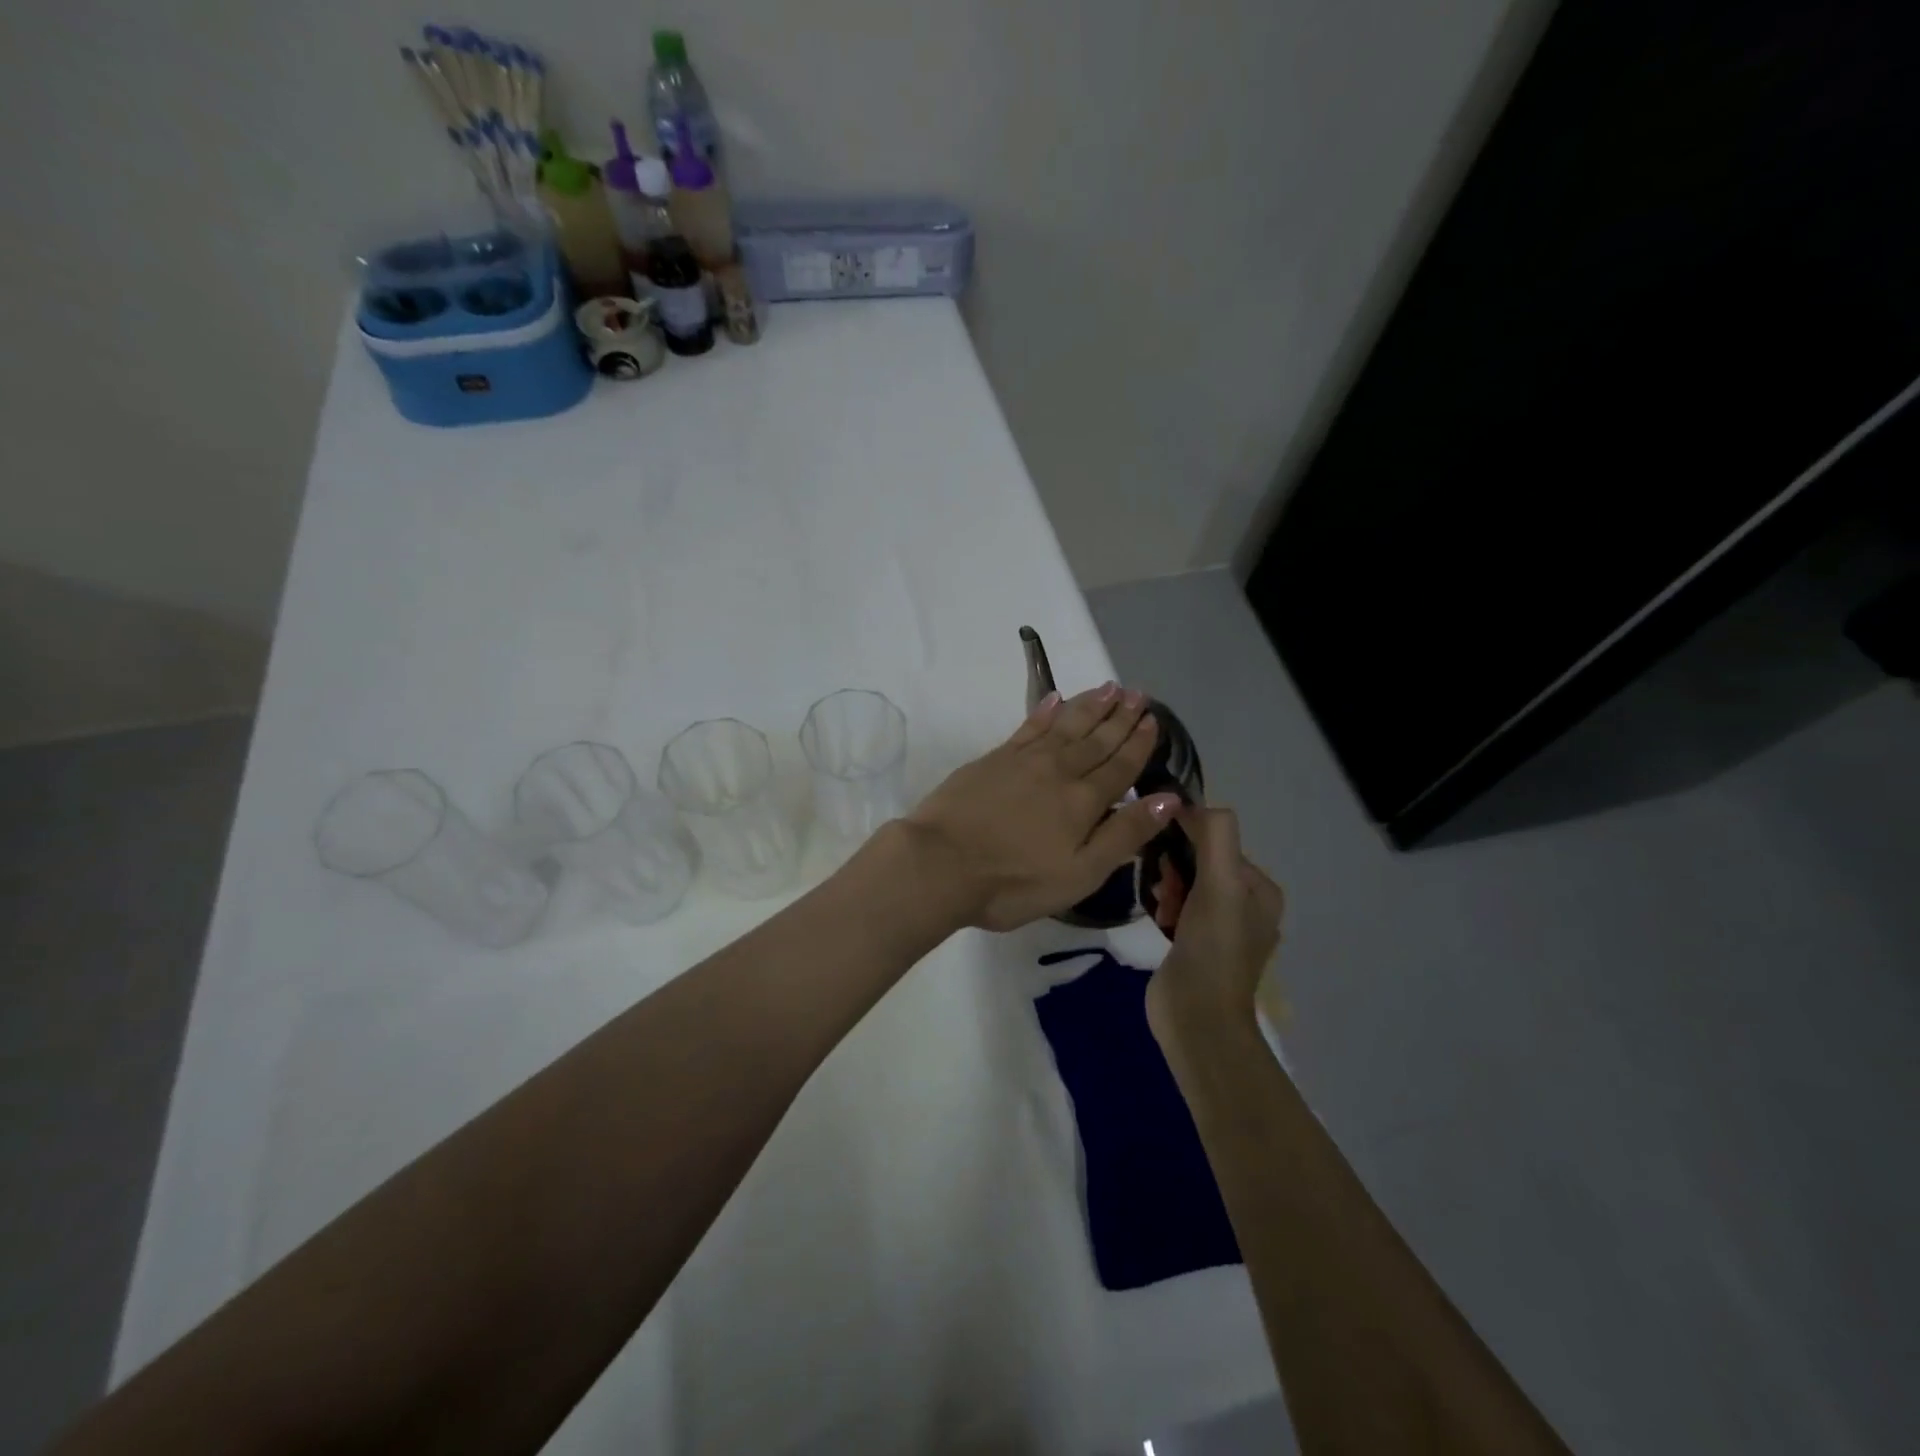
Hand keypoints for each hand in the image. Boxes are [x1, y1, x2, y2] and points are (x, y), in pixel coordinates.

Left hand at [905, 684, 1182, 931]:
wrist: (940, 863)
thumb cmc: (1014, 882)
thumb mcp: (1080, 873)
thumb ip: (1124, 835)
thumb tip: (1169, 799)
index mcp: (1084, 802)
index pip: (1120, 766)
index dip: (1138, 743)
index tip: (1152, 720)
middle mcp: (1058, 771)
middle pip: (1096, 739)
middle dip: (1119, 716)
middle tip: (1137, 693)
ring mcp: (1023, 761)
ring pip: (1065, 725)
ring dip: (1089, 706)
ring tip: (1108, 687)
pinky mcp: (993, 759)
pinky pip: (1028, 727)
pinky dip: (1044, 711)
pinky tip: (1054, 699)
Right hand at [1145, 806, 1285, 1035]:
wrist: (1197, 1018)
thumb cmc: (1212, 948)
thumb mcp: (1220, 884)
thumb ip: (1215, 836)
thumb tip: (1189, 804)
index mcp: (1261, 890)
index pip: (1219, 842)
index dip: (1190, 841)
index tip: (1167, 857)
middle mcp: (1246, 906)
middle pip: (1201, 862)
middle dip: (1176, 868)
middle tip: (1165, 889)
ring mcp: (1220, 928)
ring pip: (1186, 883)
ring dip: (1168, 887)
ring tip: (1162, 907)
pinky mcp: (1196, 945)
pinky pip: (1177, 906)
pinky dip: (1165, 906)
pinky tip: (1159, 919)